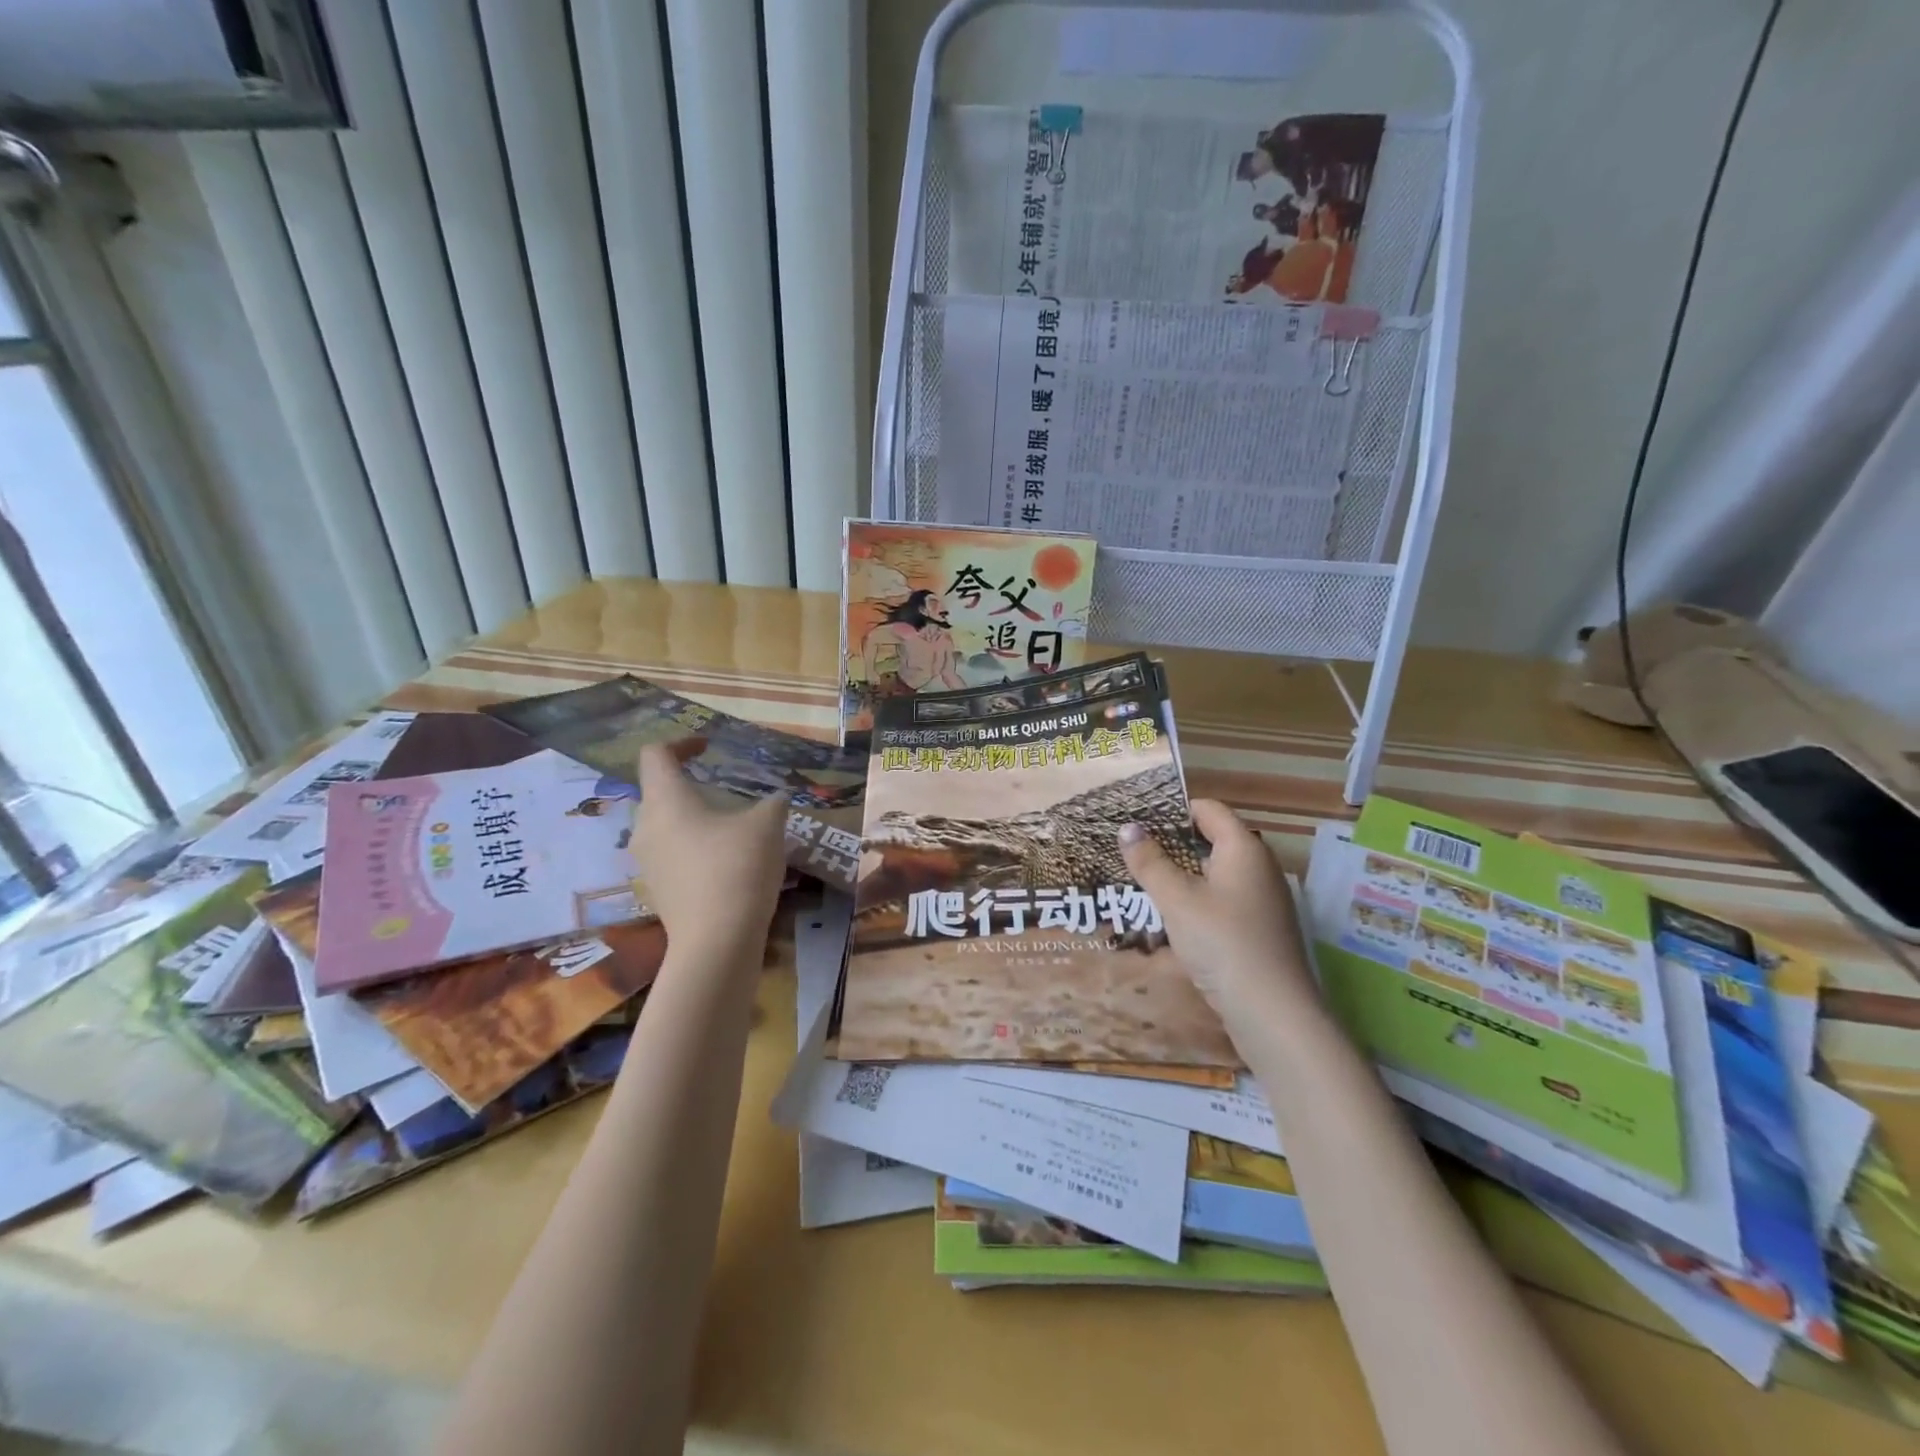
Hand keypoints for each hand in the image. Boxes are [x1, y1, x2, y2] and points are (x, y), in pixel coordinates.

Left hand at [631, 743, 788, 954]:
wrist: (717, 942)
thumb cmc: (737, 868)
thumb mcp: (768, 824)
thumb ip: (771, 802)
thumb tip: (774, 799)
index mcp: (666, 800)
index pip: (655, 755)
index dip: (681, 743)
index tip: (708, 748)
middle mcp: (646, 826)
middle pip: (659, 791)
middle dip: (690, 784)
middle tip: (725, 790)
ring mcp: (648, 861)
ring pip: (666, 825)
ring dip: (694, 818)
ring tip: (730, 827)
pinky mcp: (658, 889)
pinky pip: (672, 853)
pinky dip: (694, 847)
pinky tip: (725, 862)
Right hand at [1119, 800, 1317, 1031]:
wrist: (1273, 1013)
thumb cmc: (1222, 942)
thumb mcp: (1176, 899)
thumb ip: (1150, 862)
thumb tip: (1127, 828)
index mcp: (1243, 848)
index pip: (1207, 809)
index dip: (1172, 809)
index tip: (1136, 819)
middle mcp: (1258, 867)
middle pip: (1210, 840)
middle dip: (1170, 845)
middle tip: (1130, 852)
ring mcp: (1262, 900)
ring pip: (1214, 874)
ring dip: (1180, 876)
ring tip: (1140, 884)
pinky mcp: (1259, 930)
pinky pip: (1222, 902)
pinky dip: (1196, 902)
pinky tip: (1169, 920)